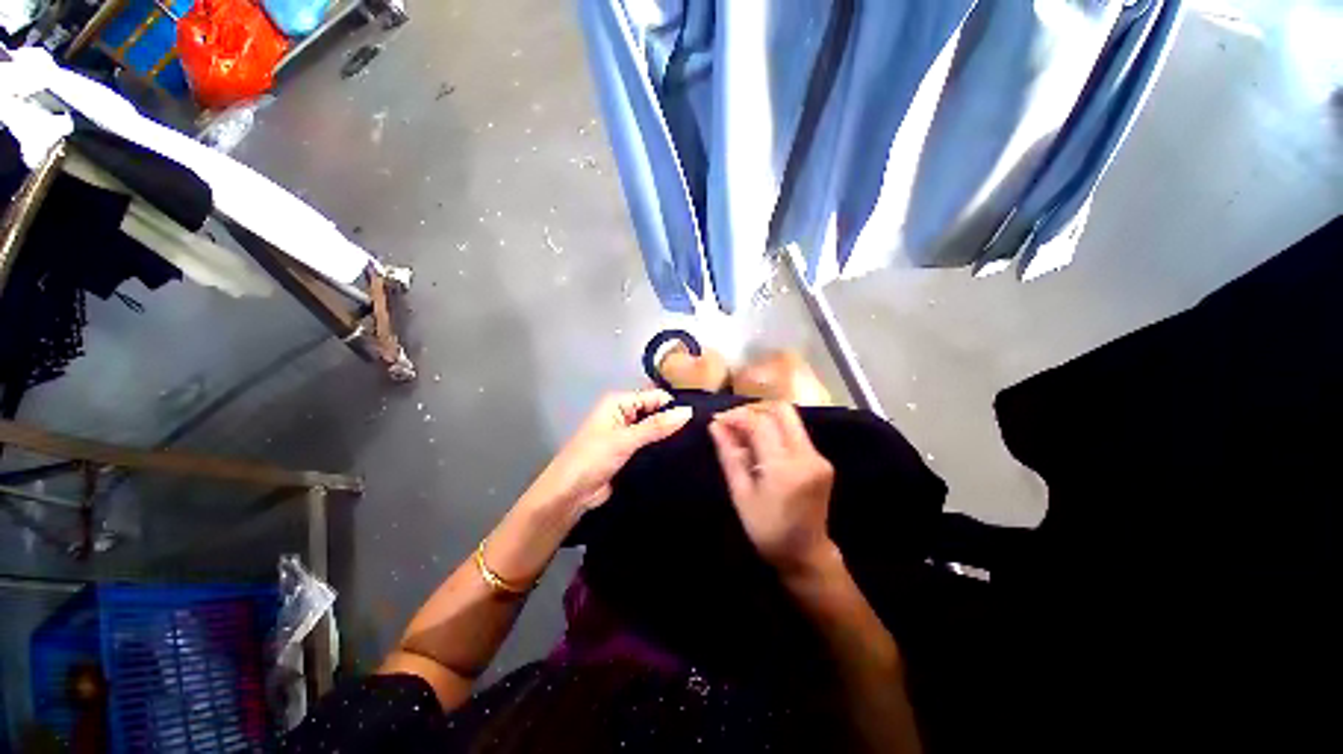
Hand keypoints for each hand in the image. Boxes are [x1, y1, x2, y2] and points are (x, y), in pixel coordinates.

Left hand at [521, 390, 692, 516]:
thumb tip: (688, 412)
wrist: (569, 495)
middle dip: (675, 420)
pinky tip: (684, 454)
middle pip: (656, 411)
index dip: (675, 405)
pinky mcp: (631, 453)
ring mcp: (628, 435)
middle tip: (704, 431)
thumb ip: (656, 426)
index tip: (701, 417)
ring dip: (670, 435)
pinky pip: (652, 446)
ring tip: (699, 443)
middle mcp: (625, 414)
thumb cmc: (591, 459)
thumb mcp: (625, 440)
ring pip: (655, 430)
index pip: (655, 396)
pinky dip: (664, 448)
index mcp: (619, 402)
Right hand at [708, 402, 837, 574]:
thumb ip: (729, 455)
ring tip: (742, 433)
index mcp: (785, 468)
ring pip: (789, 418)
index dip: (737, 416)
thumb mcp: (741, 494)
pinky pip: (795, 432)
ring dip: (764, 418)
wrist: (806, 554)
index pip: (761, 423)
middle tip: (733, 422)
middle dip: (754, 409)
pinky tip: (759, 444)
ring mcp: (818, 456)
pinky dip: (774, 430)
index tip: (719, 421)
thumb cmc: (767, 530)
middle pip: (782, 410)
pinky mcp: (821, 459)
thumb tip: (715, 425)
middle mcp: (807, 455)